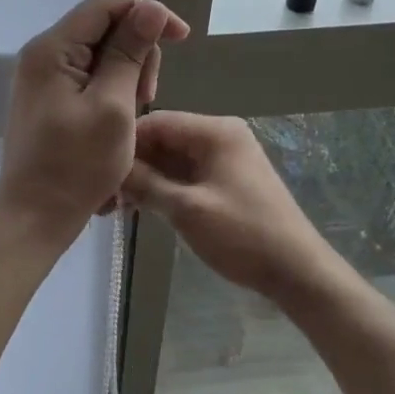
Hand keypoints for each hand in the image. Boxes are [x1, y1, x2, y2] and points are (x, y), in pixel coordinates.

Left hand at [0, 0, 189, 245]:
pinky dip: (113, 91)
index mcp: (52, 49)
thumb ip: (129, 53)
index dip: (147, 13)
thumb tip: (149, 8)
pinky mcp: (50, 98)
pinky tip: (120, 120)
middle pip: (105, 27)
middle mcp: (43, 54)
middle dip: (137, 53)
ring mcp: (44, 78)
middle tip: (148, 96)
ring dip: (128, 76)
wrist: (35, 217)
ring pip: (101, 54)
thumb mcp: (113, 107)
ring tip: (133, 115)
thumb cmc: (76, 166)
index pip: (106, 4)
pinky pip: (90, 77)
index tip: (181, 38)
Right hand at [120, 112, 341, 300]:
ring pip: (172, 159)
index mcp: (216, 131)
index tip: (97, 170)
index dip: (125, 144)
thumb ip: (145, 184)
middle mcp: (221, 135)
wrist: (297, 271)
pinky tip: (141, 207)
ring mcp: (225, 158)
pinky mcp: (227, 180)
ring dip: (146, 179)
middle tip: (103, 195)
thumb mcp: (186, 209)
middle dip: (134, 165)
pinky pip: (186, 174)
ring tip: (116, 206)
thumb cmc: (243, 234)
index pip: (157, 122)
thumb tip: (110, 169)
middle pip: (164, 139)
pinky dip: (164, 188)